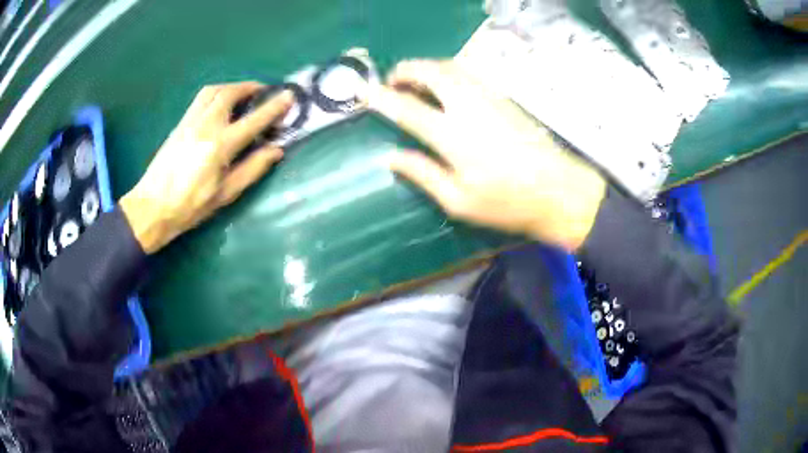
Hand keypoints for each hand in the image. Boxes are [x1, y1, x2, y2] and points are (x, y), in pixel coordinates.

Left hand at [120, 82, 292, 253]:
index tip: (289, 96)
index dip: (274, 107)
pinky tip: (219, 105)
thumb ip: (252, 169)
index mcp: (220, 146)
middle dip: (251, 87)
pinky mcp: (180, 124)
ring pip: (213, 91)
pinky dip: (216, 94)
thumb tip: (276, 150)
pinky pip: (201, 99)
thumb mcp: (225, 193)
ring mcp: (190, 121)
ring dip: (232, 87)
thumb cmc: (190, 206)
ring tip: (242, 94)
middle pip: (231, 93)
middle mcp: (206, 125)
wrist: (153, 207)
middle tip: (263, 92)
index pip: (253, 120)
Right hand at [365, 60, 606, 250]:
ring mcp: (489, 97)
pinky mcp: (504, 97)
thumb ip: (423, 174)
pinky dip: (448, 72)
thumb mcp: (458, 201)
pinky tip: (446, 88)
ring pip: (451, 67)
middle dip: (405, 70)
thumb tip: (391, 157)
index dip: (382, 98)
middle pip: (430, 72)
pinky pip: (469, 73)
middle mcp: (468, 106)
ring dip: (427, 68)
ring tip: (415, 82)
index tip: (365, 93)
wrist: (557, 190)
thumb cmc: (507, 203)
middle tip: (392, 82)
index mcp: (452, 136)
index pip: (407, 108)